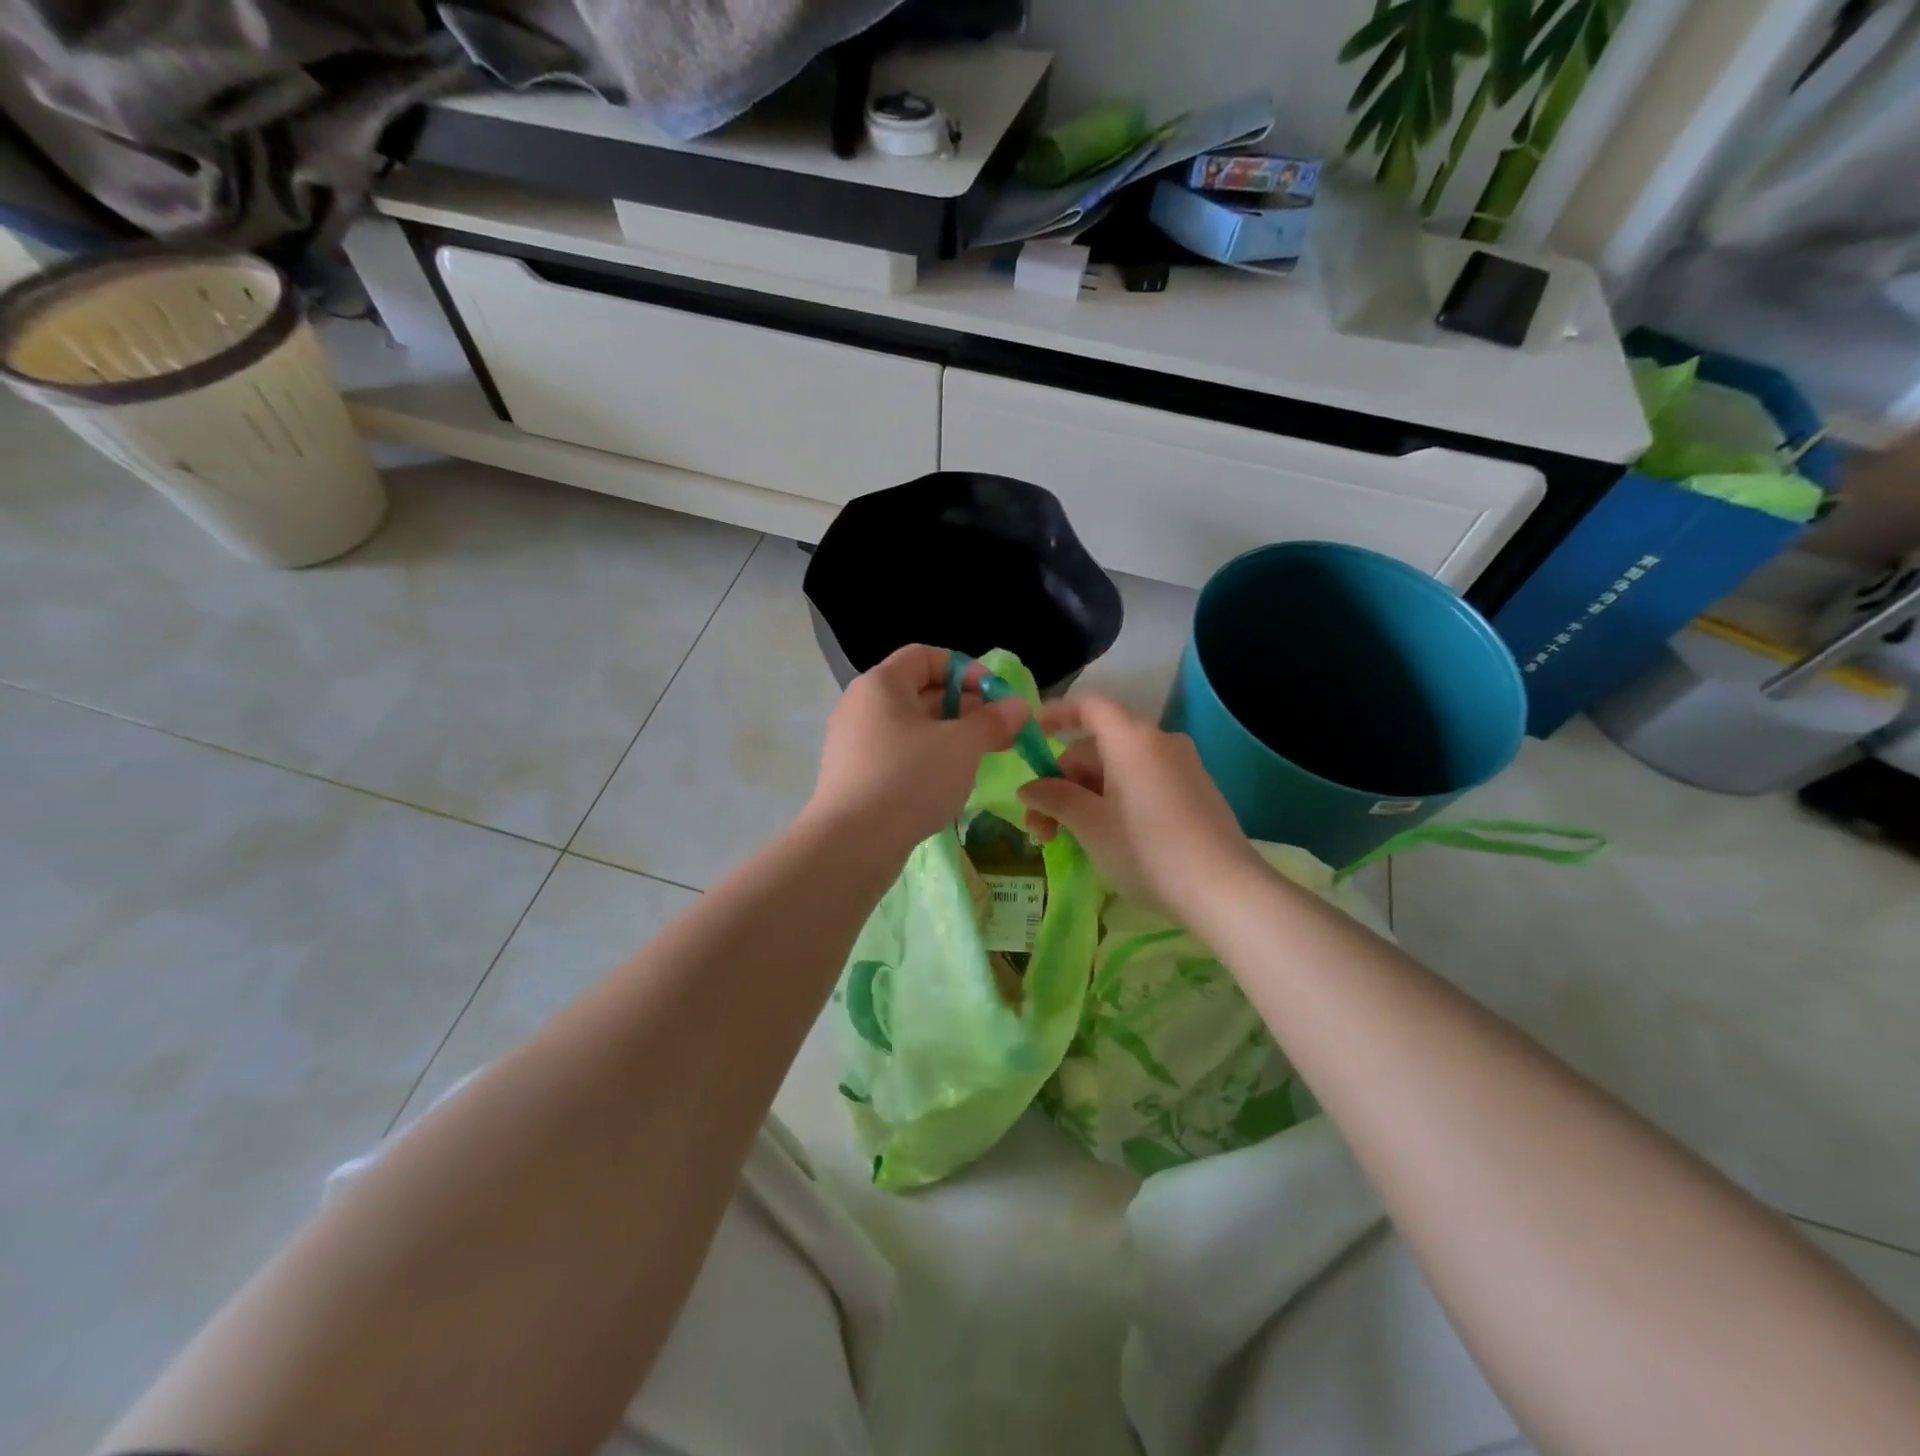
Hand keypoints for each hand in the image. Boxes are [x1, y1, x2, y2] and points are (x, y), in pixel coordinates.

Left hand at [808, 645, 1028, 855]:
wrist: (852, 843)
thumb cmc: (910, 779)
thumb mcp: (962, 746)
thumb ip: (993, 721)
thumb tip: (1019, 706)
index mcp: (881, 684)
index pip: (925, 656)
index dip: (965, 669)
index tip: (995, 696)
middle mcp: (862, 706)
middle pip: (919, 692)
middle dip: (964, 707)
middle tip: (998, 732)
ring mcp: (854, 743)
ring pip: (911, 727)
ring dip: (949, 736)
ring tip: (980, 758)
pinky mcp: (855, 776)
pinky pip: (898, 755)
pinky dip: (927, 760)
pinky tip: (949, 784)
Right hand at [1017, 694, 1261, 913]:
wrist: (1224, 891)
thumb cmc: (1146, 850)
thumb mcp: (1090, 825)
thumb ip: (1054, 799)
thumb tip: (1028, 789)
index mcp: (1131, 739)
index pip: (1089, 706)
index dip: (1056, 714)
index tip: (1030, 735)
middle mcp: (1159, 742)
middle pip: (1098, 747)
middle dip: (1062, 782)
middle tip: (1041, 827)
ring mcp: (1182, 767)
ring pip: (1119, 770)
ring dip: (1085, 797)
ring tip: (1067, 839)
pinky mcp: (1196, 793)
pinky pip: (1143, 783)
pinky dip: (1115, 801)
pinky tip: (1105, 839)